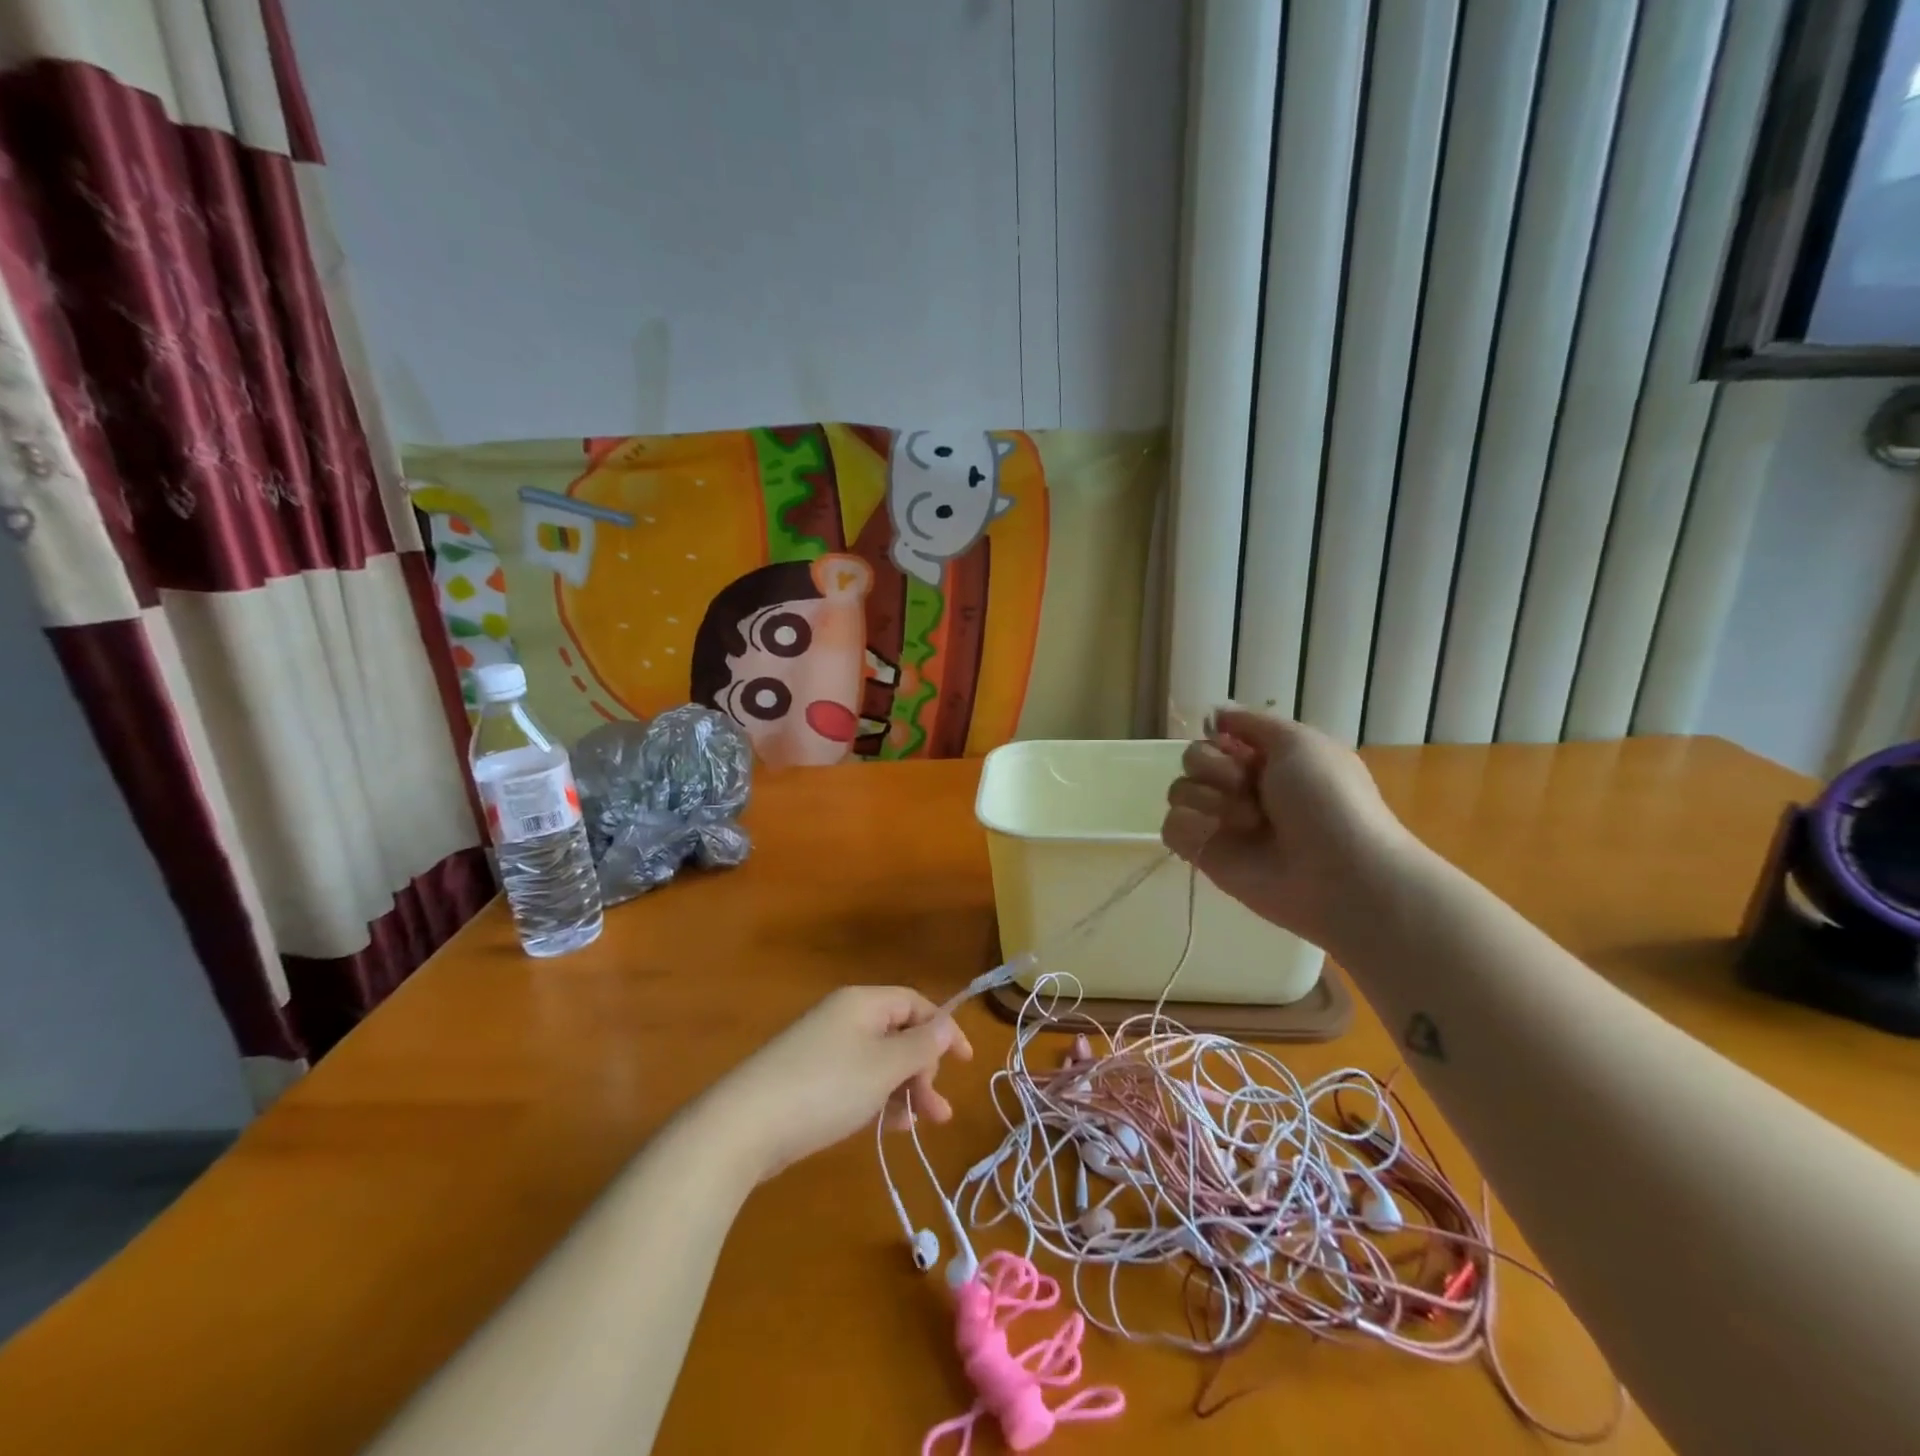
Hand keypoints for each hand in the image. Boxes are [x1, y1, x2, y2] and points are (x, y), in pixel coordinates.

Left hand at [702, 986, 973, 1181]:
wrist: (744, 1125)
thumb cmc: (826, 1087)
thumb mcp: (884, 1067)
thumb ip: (922, 1045)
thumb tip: (947, 1022)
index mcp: (862, 1003)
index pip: (914, 1003)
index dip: (943, 1030)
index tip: (964, 1064)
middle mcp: (843, 1018)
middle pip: (898, 1034)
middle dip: (923, 1070)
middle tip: (936, 1111)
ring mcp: (823, 1049)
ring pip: (878, 1062)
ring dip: (903, 1089)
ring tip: (918, 1126)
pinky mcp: (808, 1079)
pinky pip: (856, 1080)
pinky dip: (876, 1099)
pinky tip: (887, 1128)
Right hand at [1161, 708, 1415, 951]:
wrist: (1338, 873)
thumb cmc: (1327, 800)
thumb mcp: (1300, 741)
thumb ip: (1252, 722)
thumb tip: (1215, 711)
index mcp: (1266, 760)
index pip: (1217, 736)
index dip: (1220, 738)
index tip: (1236, 745)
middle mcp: (1240, 789)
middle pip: (1193, 759)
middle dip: (1214, 767)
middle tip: (1247, 785)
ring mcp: (1220, 822)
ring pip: (1179, 791)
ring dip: (1209, 799)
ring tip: (1247, 820)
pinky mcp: (1205, 854)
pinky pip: (1172, 827)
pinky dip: (1190, 826)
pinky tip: (1216, 835)